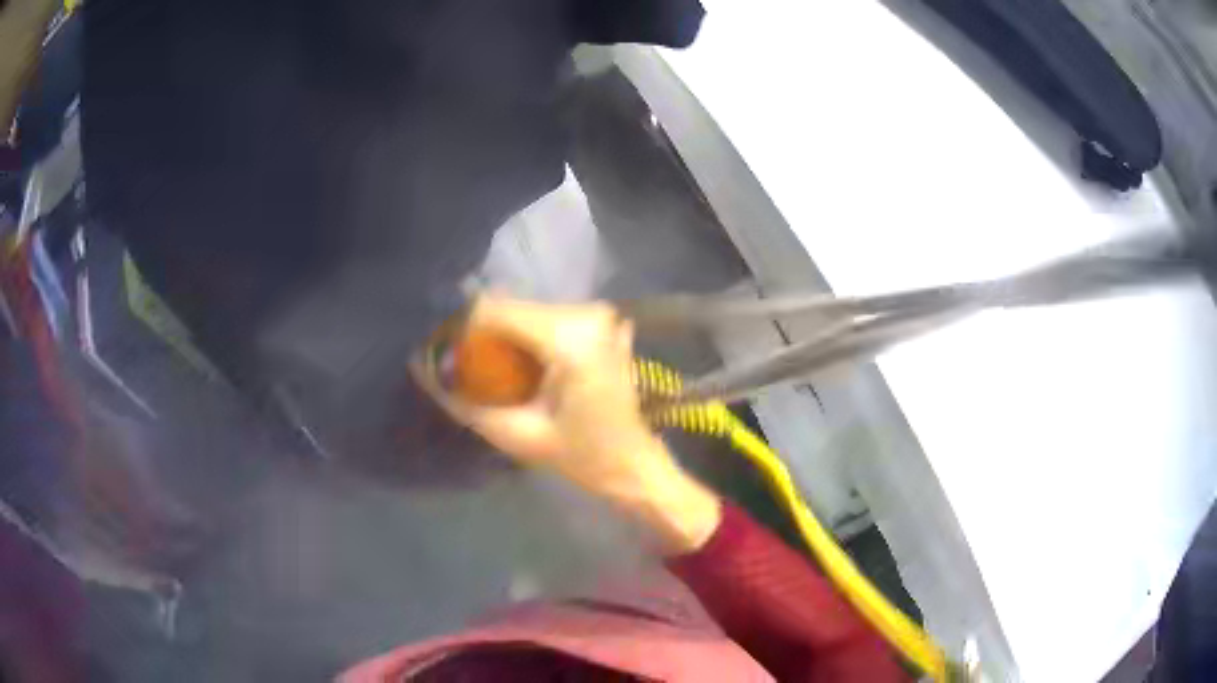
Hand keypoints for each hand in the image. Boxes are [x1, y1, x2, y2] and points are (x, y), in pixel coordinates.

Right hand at [445, 295, 720, 552]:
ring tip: (484, 363)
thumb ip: (467, 403)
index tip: (439, 346)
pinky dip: (531, 336)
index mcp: (571, 339)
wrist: (633, 465)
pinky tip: (522, 362)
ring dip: (504, 333)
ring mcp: (601, 316)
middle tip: (458, 360)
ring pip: (530, 310)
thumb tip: (424, 371)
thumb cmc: (582, 457)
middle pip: (514, 307)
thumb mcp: (518, 435)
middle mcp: (588, 314)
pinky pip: (552, 319)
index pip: (498, 310)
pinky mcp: (605, 324)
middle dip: (480, 330)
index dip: (462, 324)